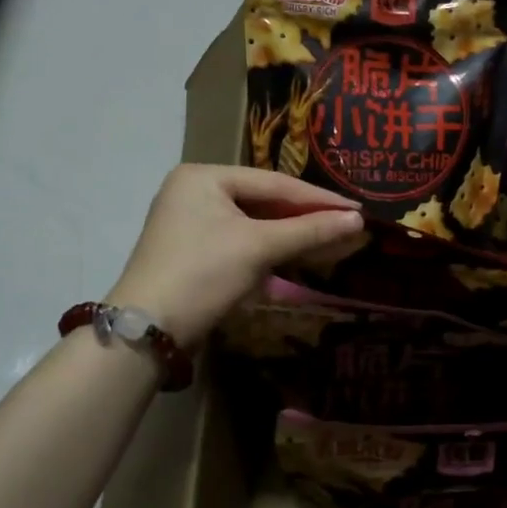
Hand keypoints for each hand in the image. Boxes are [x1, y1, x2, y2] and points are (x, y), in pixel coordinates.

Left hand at [110, 166, 363, 346]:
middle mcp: (194, 191)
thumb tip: (358, 220)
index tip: (357, 209)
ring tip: (331, 239)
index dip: (318, 198)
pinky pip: (242, 240)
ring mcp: (191, 222)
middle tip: (348, 224)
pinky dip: (270, 248)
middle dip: (306, 216)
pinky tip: (297, 254)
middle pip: (264, 200)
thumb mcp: (259, 247)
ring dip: (291, 234)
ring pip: (254, 222)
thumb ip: (310, 230)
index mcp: (204, 176)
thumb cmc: (203, 274)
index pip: (274, 183)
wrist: (148, 331)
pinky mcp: (194, 251)